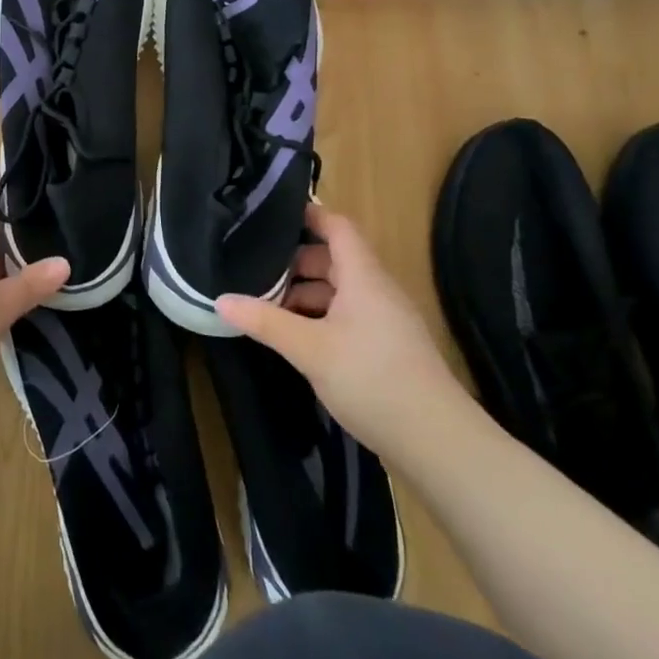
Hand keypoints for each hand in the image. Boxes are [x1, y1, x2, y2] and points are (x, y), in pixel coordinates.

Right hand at [217, 202, 467, 448]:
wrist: (438, 443)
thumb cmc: (372, 379)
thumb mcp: (310, 349)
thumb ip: (265, 321)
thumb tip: (220, 299)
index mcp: (363, 276)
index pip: (337, 226)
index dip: (308, 215)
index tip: (271, 215)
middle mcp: (377, 289)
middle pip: (334, 260)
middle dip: (295, 264)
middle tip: (254, 271)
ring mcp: (386, 320)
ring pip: (340, 292)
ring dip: (306, 295)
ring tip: (268, 308)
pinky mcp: (389, 349)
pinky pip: (349, 317)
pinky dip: (321, 318)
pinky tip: (298, 340)